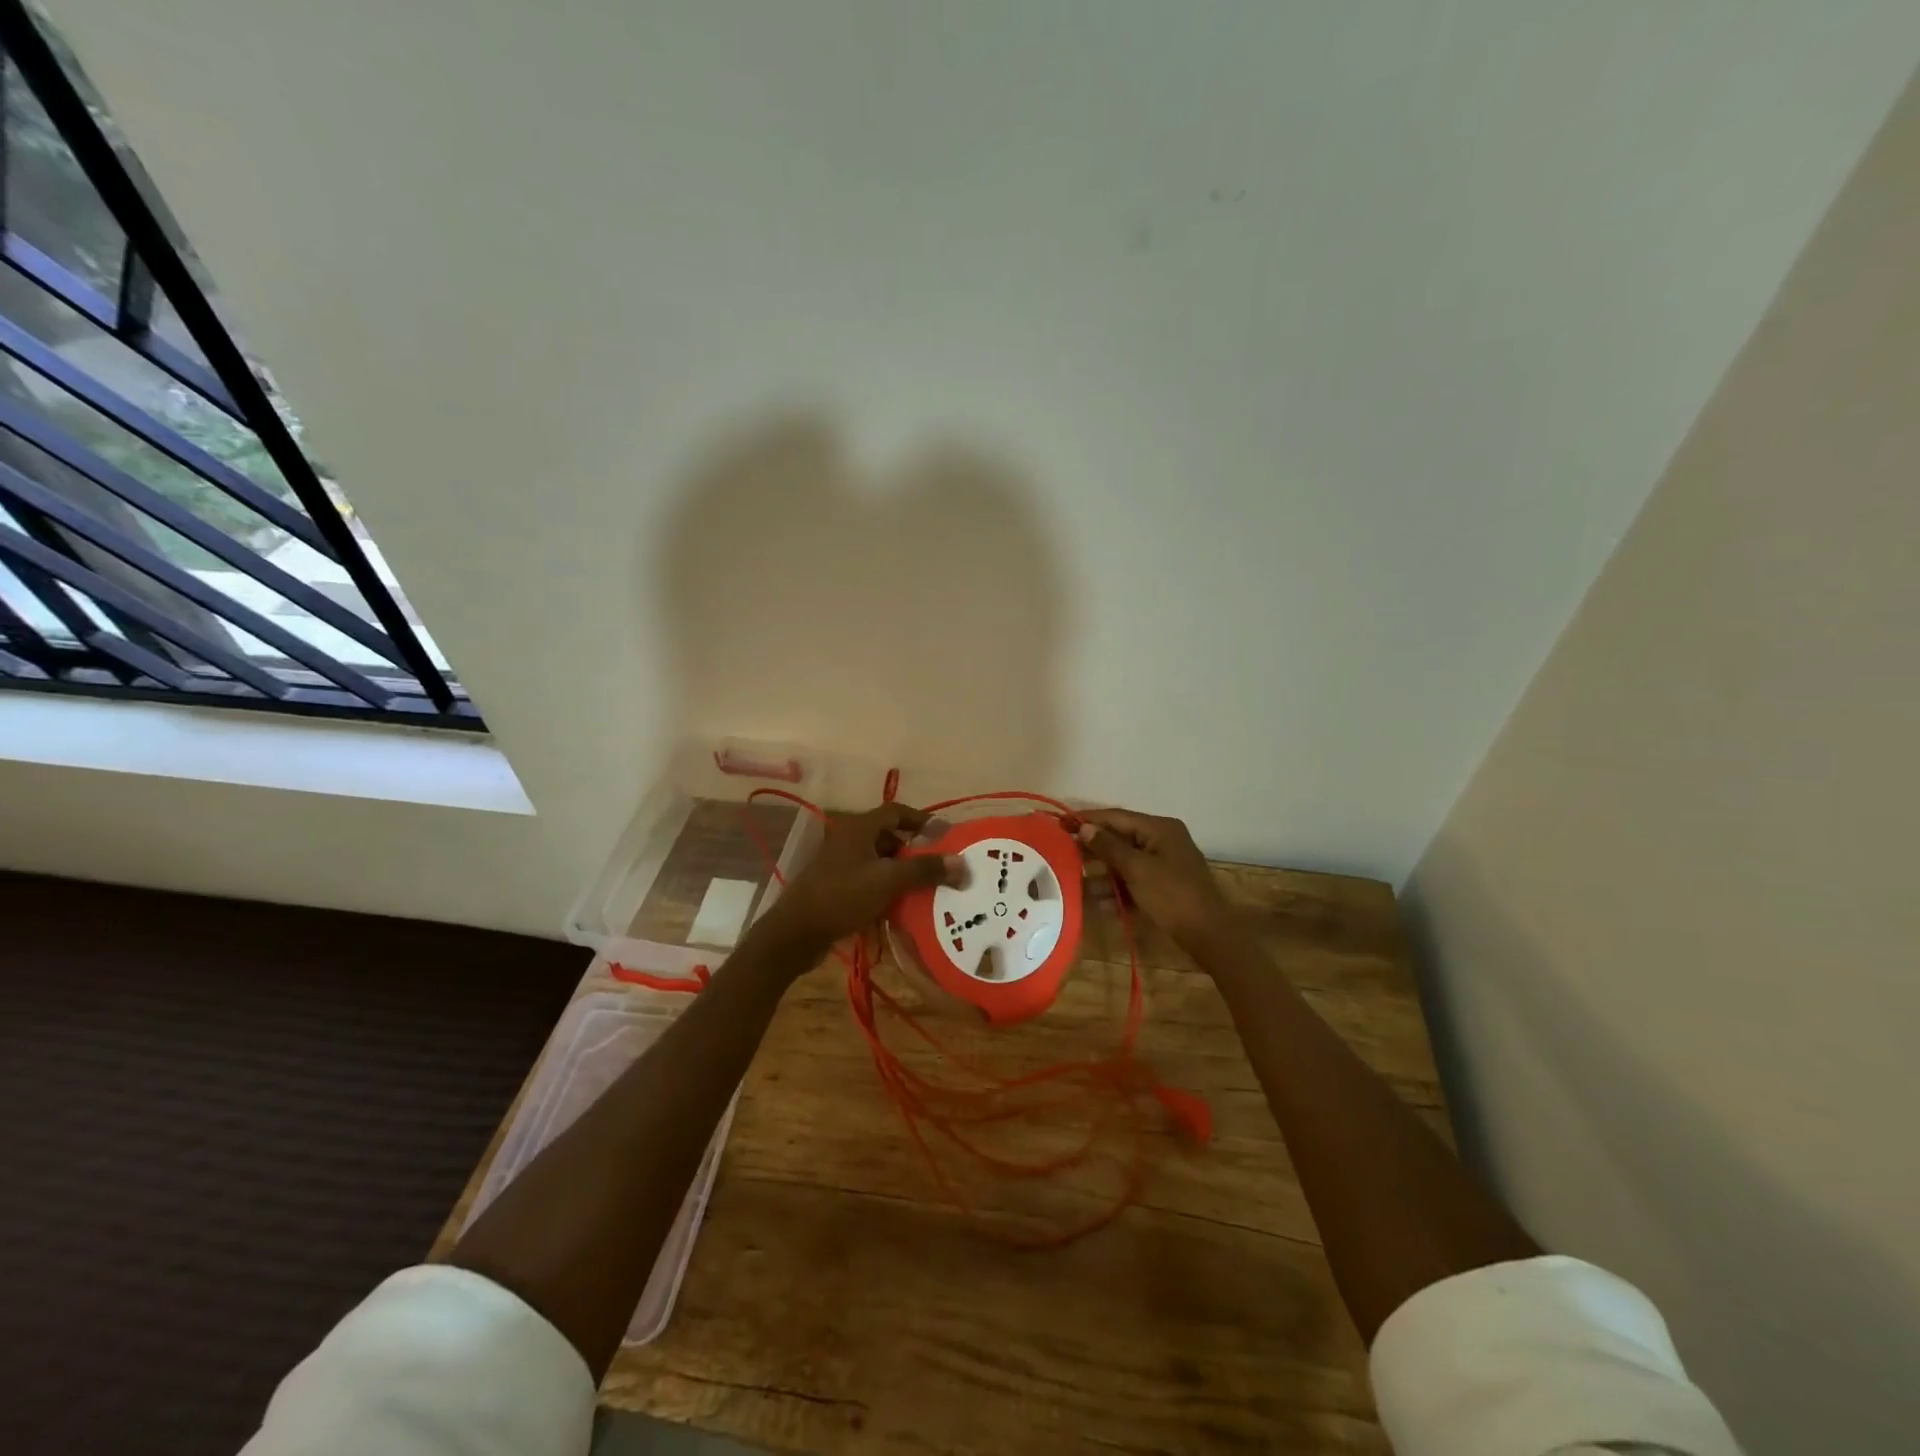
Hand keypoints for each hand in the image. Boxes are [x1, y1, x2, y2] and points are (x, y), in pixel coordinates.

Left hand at [758, 802, 965, 957]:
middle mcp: (848, 839)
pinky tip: (900, 906)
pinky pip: (868, 880)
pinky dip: (886, 888)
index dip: (922, 820)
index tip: (945, 835)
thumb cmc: (842, 897)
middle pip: (888, 836)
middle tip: (938, 865)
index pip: (897, 812)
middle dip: (914, 850)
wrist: (795, 933)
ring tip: (925, 888)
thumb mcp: (888, 881)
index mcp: (859, 828)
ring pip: (879, 860)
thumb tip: (962, 864)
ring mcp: (840, 864)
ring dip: (901, 871)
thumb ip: (925, 870)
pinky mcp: (836, 886)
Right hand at [1073, 807, 1235, 956]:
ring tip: (1076, 880)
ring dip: (1103, 872)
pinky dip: (1118, 888)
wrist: (1208, 934)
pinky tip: (1099, 902)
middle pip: (1120, 838)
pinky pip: (1134, 880)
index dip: (1088, 819)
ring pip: (1125, 862)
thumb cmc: (1172, 895)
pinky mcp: (1163, 886)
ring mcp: (1164, 864)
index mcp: (1159, 828)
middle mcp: (1162, 840)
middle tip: (1063, 851)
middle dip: (1093, 848)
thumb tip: (1085, 828)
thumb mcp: (1136, 869)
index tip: (1061, 822)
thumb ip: (1108, 847)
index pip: (1116, 817)